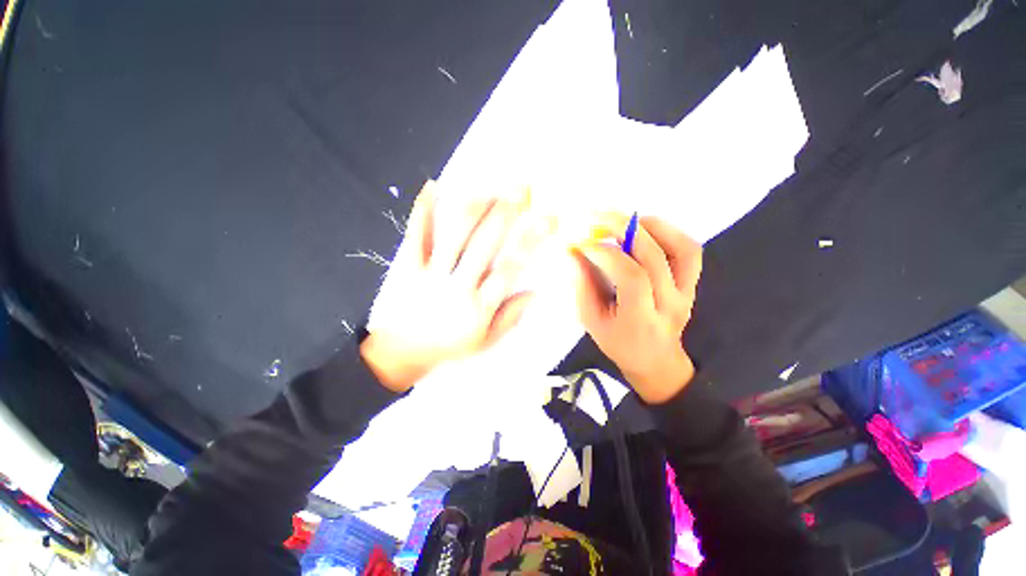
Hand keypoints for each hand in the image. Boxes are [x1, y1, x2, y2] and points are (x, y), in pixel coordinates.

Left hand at [361, 181, 539, 392]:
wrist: (399, 353)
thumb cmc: (448, 347)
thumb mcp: (484, 342)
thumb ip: (509, 318)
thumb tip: (534, 293)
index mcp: (479, 306)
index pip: (510, 268)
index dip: (531, 242)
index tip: (547, 219)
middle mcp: (458, 285)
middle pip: (484, 245)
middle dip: (505, 214)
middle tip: (521, 188)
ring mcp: (430, 274)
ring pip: (455, 235)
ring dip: (473, 209)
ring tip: (491, 188)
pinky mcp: (408, 268)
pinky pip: (415, 237)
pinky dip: (423, 211)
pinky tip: (431, 187)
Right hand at [571, 215, 701, 403]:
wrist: (655, 360)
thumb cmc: (618, 342)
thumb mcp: (592, 321)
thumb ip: (583, 286)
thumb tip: (575, 252)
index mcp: (641, 319)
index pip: (631, 277)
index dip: (606, 254)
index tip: (583, 243)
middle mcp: (669, 304)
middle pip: (654, 257)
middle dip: (623, 230)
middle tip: (598, 219)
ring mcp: (686, 292)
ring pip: (680, 249)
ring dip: (651, 226)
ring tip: (623, 220)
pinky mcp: (692, 284)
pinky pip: (689, 251)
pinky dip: (669, 232)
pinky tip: (645, 228)